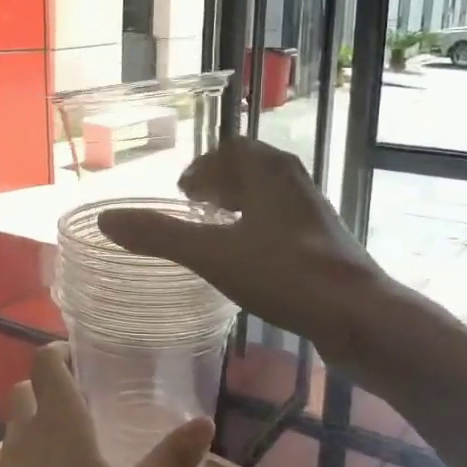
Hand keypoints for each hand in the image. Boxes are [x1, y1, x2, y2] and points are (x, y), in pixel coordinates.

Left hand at [0, 344, 213, 466]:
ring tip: (75, 448)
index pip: (45, 361)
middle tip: (87, 403)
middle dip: (50, 387)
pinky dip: (29, 459)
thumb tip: (205, 421)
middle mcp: (24, 434)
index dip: (60, 352)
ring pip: (16, 426)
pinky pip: (11, 461)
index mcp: (58, 422)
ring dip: (38, 423)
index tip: (85, 360)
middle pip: (26, 389)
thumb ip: (171, 460)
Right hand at [97, 138, 384, 353]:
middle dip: (220, 184)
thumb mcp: (211, 254)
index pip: (233, 149)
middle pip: (252, 170)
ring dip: (240, 207)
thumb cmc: (284, 274)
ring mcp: (314, 216)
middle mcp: (294, 184)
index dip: (204, 166)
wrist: (360, 317)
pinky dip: (259, 232)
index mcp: (269, 172)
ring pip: (270, 198)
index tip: (184, 193)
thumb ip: (159, 236)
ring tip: (217, 234)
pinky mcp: (325, 247)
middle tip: (194, 208)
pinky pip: (283, 225)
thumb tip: (106, 220)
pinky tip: (250, 264)